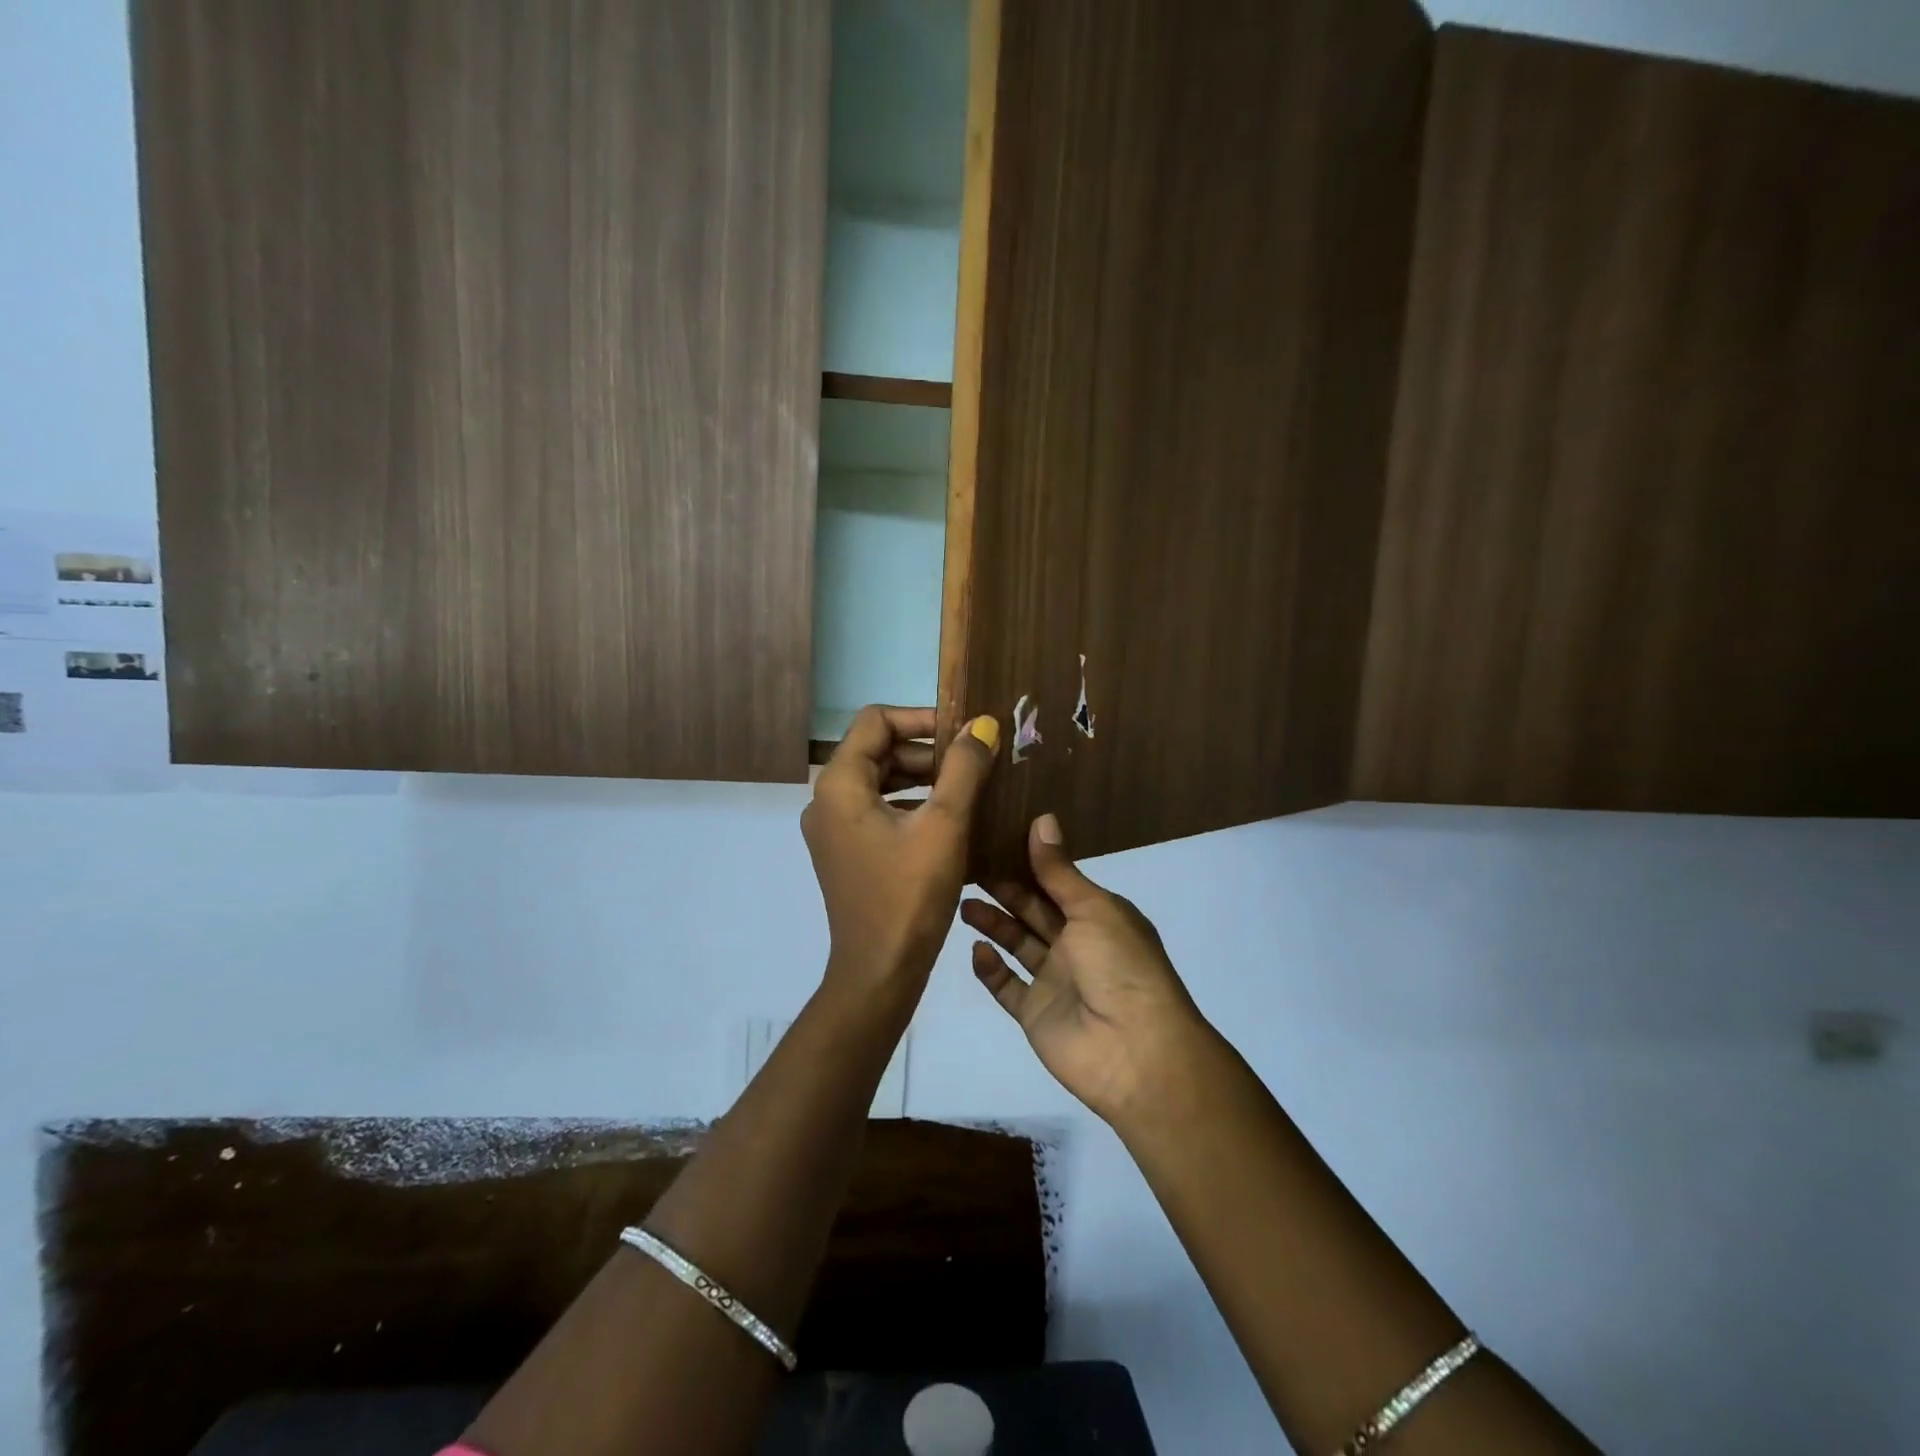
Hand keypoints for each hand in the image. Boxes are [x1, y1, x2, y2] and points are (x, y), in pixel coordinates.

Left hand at [803, 706, 998, 1007]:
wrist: (879, 972)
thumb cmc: (910, 895)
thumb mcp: (945, 825)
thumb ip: (963, 768)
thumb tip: (982, 724)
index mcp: (840, 784)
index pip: (876, 721)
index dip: (921, 718)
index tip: (963, 733)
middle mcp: (826, 800)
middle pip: (877, 750)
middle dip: (926, 750)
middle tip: (973, 762)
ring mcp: (832, 829)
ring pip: (879, 781)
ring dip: (922, 777)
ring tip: (968, 786)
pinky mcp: (845, 852)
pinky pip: (877, 810)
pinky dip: (911, 804)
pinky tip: (948, 818)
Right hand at [962, 814, 1208, 1125]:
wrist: (1134, 1051)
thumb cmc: (1120, 966)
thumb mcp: (1093, 908)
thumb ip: (1059, 870)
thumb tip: (1042, 819)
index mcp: (1097, 916)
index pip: (1056, 882)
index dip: (1028, 863)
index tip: (993, 839)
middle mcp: (1076, 944)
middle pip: (1033, 911)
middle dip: (1004, 890)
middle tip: (967, 867)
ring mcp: (1054, 981)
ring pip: (1017, 944)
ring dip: (992, 924)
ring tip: (962, 902)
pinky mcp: (1035, 1013)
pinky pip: (1007, 986)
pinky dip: (991, 969)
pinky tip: (976, 949)